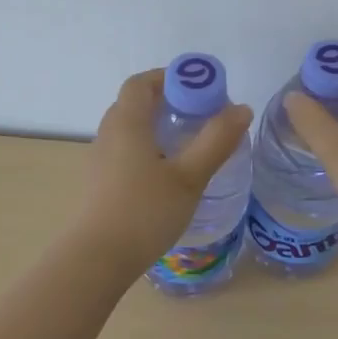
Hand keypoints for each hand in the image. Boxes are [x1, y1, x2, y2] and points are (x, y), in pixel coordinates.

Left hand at [74, 69, 252, 264]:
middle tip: (201, 115)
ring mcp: (100, 160)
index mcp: (127, 122)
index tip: (201, 89)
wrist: (96, 261)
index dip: (170, 77)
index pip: (142, 82)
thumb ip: (216, 140)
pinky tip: (168, 174)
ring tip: (189, 144)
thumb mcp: (189, 176)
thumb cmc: (144, 212)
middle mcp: (109, 134)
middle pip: (136, 103)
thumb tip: (241, 108)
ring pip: (130, 129)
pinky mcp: (99, 184)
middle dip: (169, 101)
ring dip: (158, 126)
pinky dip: (148, 148)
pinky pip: (125, 151)